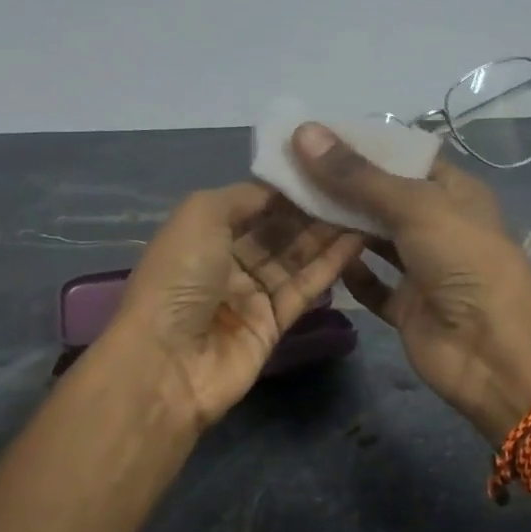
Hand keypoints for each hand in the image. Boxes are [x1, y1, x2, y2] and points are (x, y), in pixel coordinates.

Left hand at [111, 183, 363, 431]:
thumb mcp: (199, 215)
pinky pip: (305, 288)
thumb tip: (281, 191)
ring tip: (363, 207)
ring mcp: (250, 296)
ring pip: (295, 258)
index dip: (284, 190)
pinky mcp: (274, 325)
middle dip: (310, 210)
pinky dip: (330, 265)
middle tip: (353, 186)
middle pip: (277, 231)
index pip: (252, 206)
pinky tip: (357, 240)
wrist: (167, 363)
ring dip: (326, 234)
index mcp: (202, 235)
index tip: (323, 167)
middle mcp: (226, 263)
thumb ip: (243, 196)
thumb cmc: (178, 278)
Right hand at [290, 123, 530, 438]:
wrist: (495, 351)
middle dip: (339, 186)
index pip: (400, 157)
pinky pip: (372, 285)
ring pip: (373, 241)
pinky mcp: (407, 307)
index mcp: (452, 191)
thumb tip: (304, 132)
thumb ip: (357, 176)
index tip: (309, 136)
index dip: (359, 146)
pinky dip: (349, 273)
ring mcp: (422, 268)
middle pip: (381, 199)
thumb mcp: (415, 206)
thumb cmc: (464, 261)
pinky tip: (315, 257)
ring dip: (338, 227)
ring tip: (288, 206)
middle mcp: (437, 225)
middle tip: (286, 170)